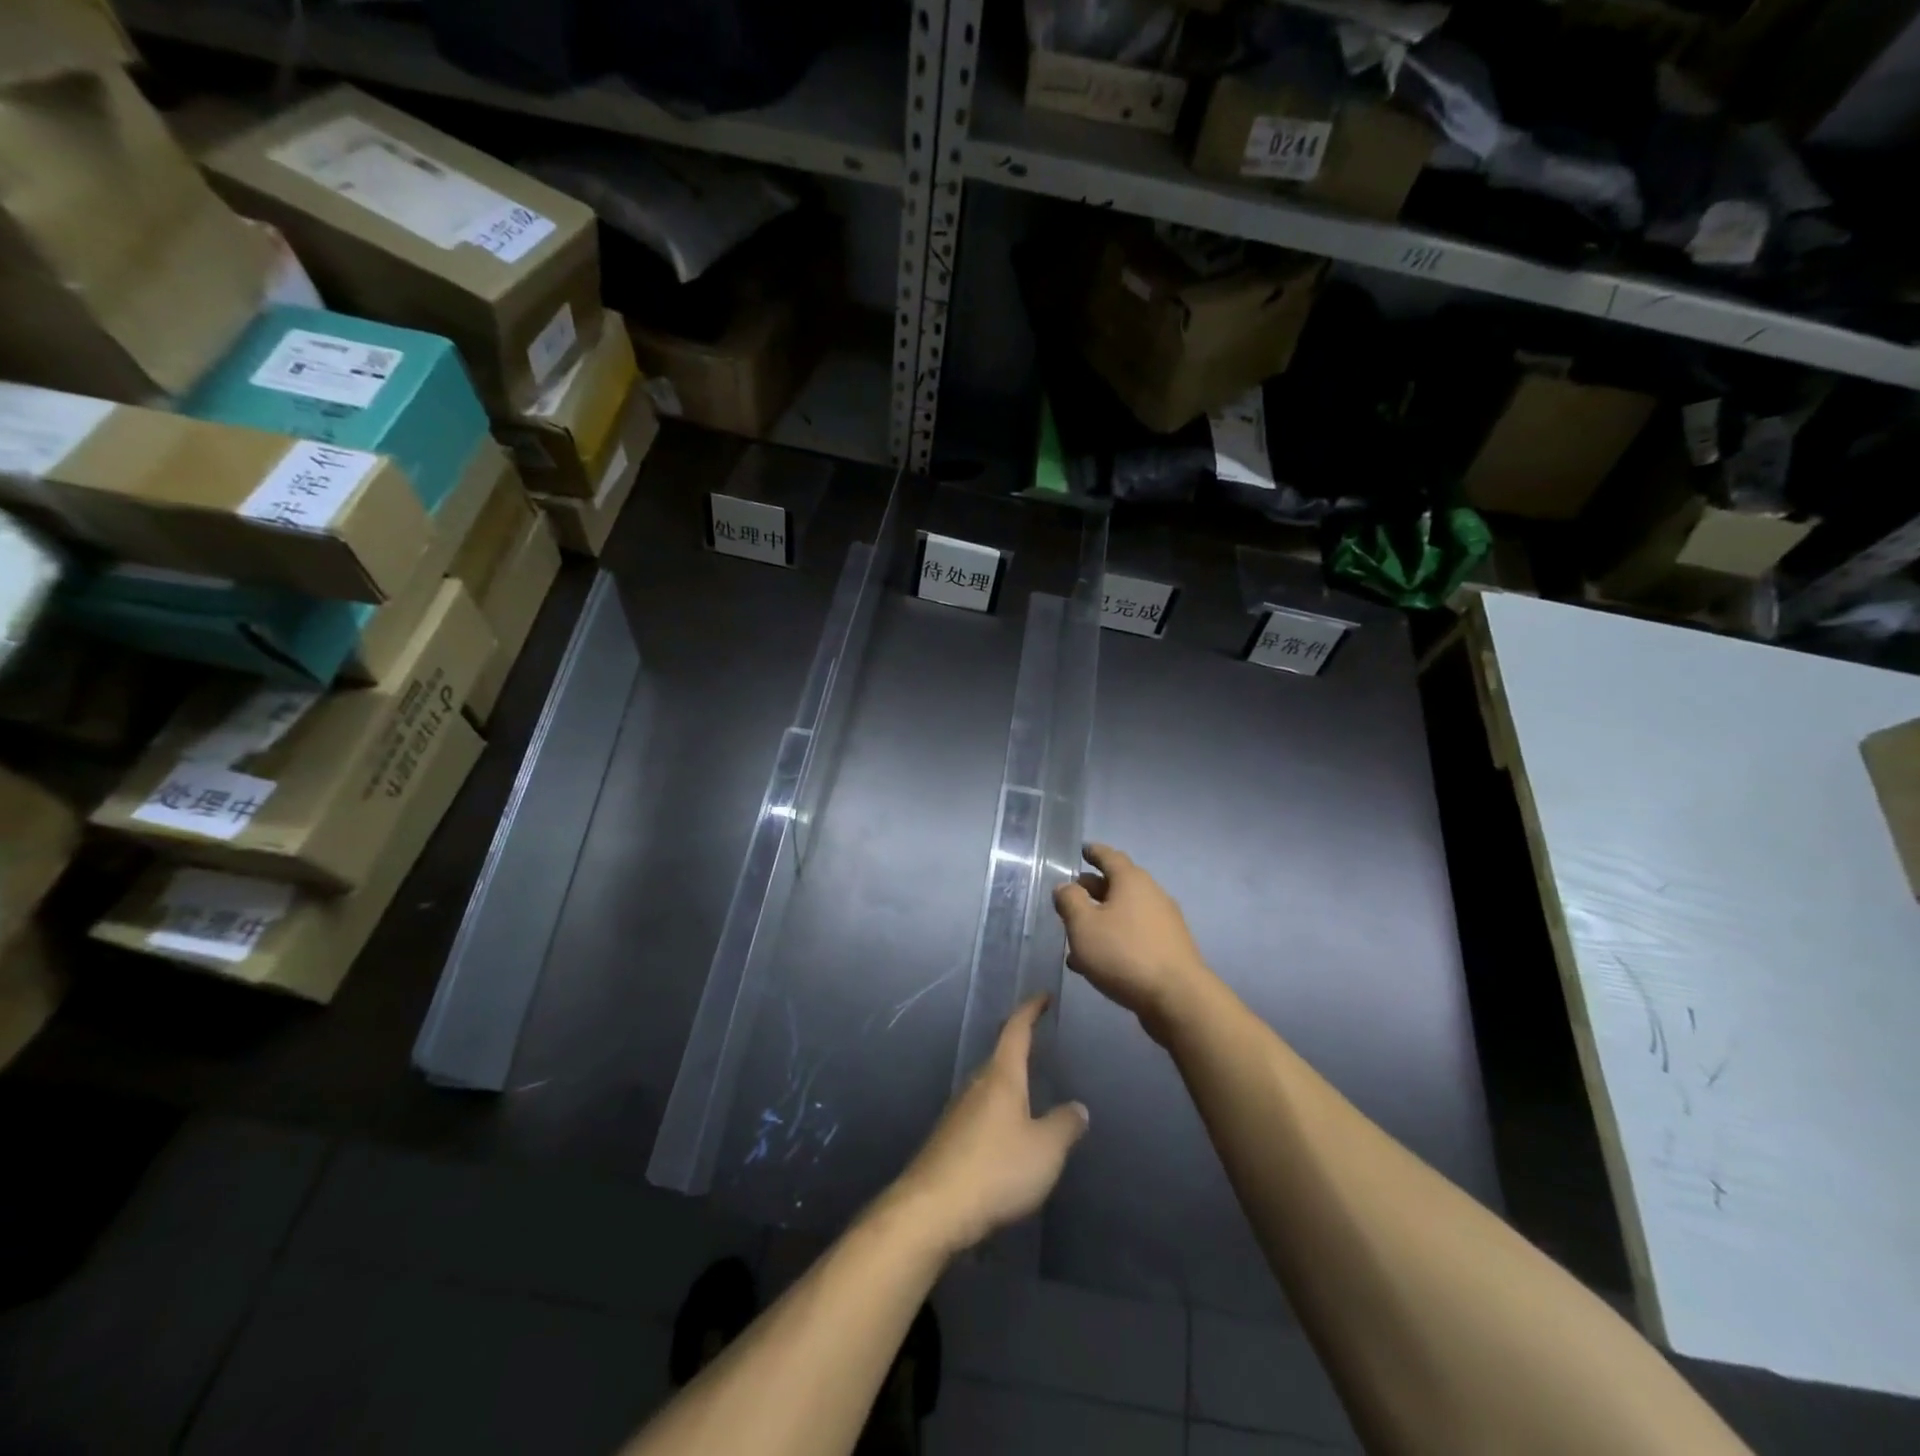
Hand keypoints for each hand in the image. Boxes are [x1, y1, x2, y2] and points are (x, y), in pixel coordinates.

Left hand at [889, 996, 1087, 1257]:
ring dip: (1009, 1083)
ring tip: (1030, 1091)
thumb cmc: (996, 1169)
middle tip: (1041, 1043)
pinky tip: (1008, 1135)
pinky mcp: (949, 1139)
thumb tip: (1078, 1106)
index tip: (1043, 995)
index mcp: (1001, 1076)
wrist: (933, 1209)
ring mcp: (958, 1111)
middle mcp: (977, 1084)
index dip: (1030, 1010)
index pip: (1016, 1030)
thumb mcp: (1045, 1150)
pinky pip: (980, 1114)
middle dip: (1019, 1048)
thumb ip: (1065, 1125)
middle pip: (999, 1056)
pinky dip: (998, 1112)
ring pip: (989, 1086)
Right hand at [1053, 843, 1210, 1043]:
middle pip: (1119, 884)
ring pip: (1125, 912)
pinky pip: (1134, 935)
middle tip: (1072, 893)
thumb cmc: (1124, 953)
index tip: (1083, 849)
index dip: (1094, 852)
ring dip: (1101, 918)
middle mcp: (1151, 895)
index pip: (1110, 856)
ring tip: (1076, 933)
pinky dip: (1114, 938)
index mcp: (1132, 881)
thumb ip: (1070, 901)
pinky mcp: (1168, 949)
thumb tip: (1065, 886)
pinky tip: (1094, 961)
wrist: (1177, 998)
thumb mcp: (1083, 926)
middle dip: (1094, 887)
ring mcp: (1163, 923)